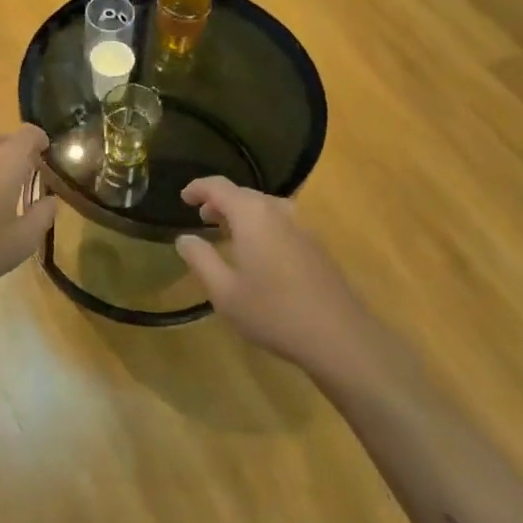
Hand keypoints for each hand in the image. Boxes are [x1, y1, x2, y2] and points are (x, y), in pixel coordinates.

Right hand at [174, 177, 377, 375]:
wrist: (338, 336)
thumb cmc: (273, 312)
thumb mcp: (224, 292)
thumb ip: (201, 259)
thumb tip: (184, 238)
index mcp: (252, 214)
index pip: (218, 186)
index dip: (198, 187)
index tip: (183, 197)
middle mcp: (277, 210)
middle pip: (243, 194)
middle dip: (220, 202)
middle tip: (202, 218)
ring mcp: (301, 226)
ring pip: (264, 207)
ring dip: (242, 214)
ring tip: (227, 232)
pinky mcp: (316, 245)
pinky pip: (280, 222)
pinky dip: (261, 226)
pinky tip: (258, 253)